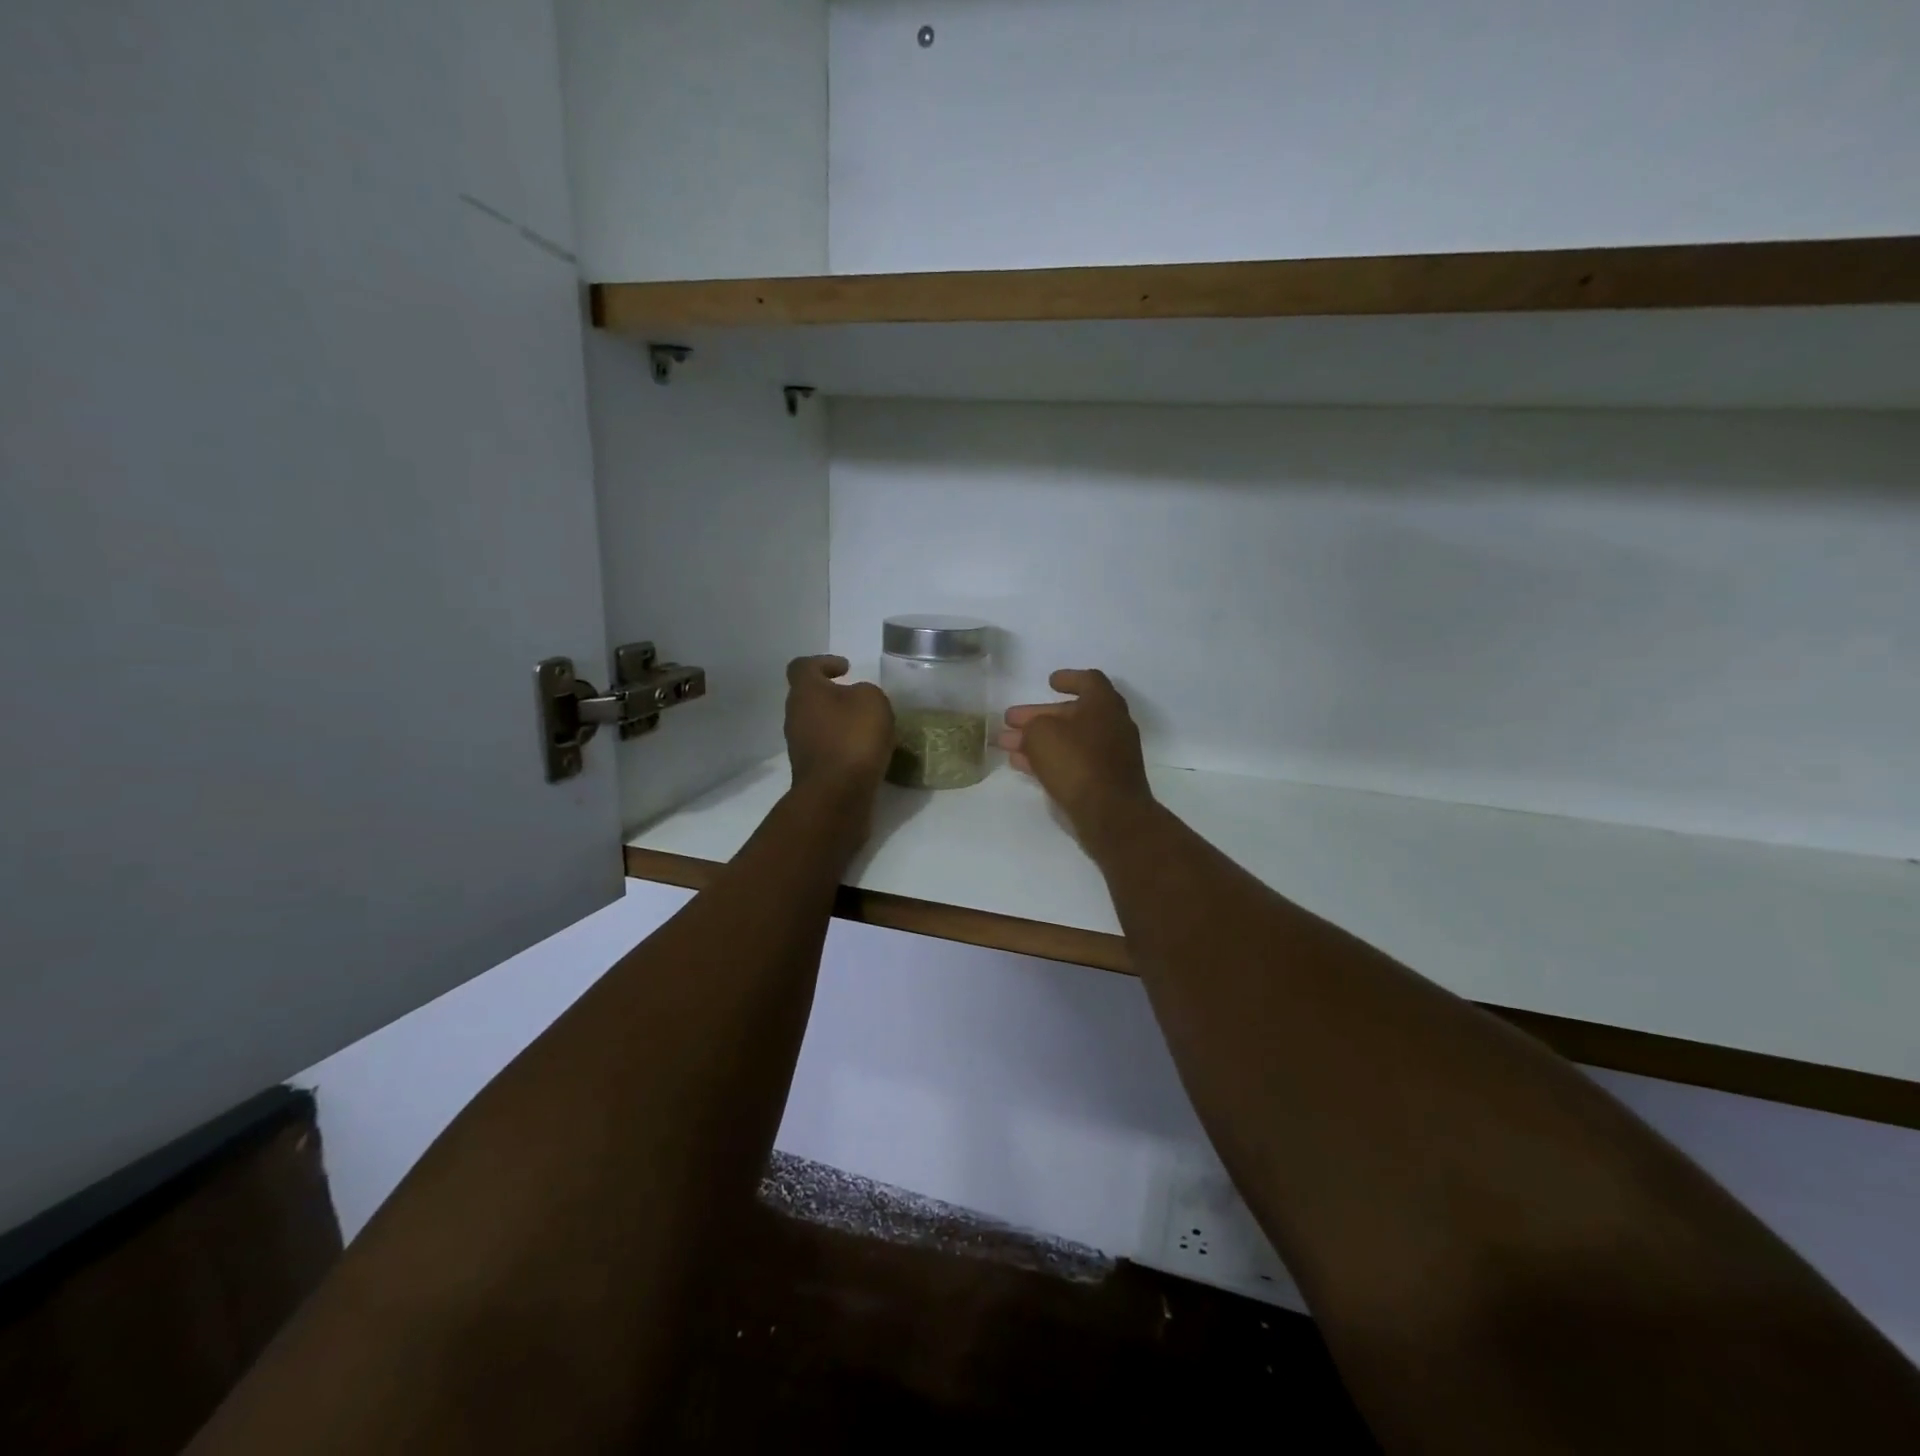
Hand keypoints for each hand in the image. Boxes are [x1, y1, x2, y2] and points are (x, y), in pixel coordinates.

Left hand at [784, 655, 894, 795]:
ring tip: (869, 729)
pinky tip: (866, 754)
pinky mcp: (811, 771)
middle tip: (861, 700)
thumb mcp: (873, 700)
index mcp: (805, 692)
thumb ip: (865, 692)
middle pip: (810, 698)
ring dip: (840, 724)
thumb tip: (857, 700)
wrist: (837, 795)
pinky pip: (827, 750)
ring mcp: (799, 746)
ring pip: (819, 725)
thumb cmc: (853, 737)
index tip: (846, 669)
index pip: (803, 666)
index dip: (823, 662)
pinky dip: (843, 747)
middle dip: (834, 696)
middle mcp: (795, 716)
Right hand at [998, 669, 1153, 845]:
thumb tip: (1031, 731)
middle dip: (1039, 716)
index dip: (1068, 678)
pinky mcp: (1104, 781)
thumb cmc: (1077, 761)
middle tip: (1011, 719)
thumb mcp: (1042, 734)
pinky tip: (1022, 766)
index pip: (1088, 680)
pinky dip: (1049, 760)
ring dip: (1038, 740)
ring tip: (1007, 745)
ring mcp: (1110, 755)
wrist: (1110, 814)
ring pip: (1068, 740)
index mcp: (1104, 704)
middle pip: (1072, 714)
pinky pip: (1072, 762)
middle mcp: (1112, 726)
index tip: (1049, 682)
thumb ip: (1032, 726)